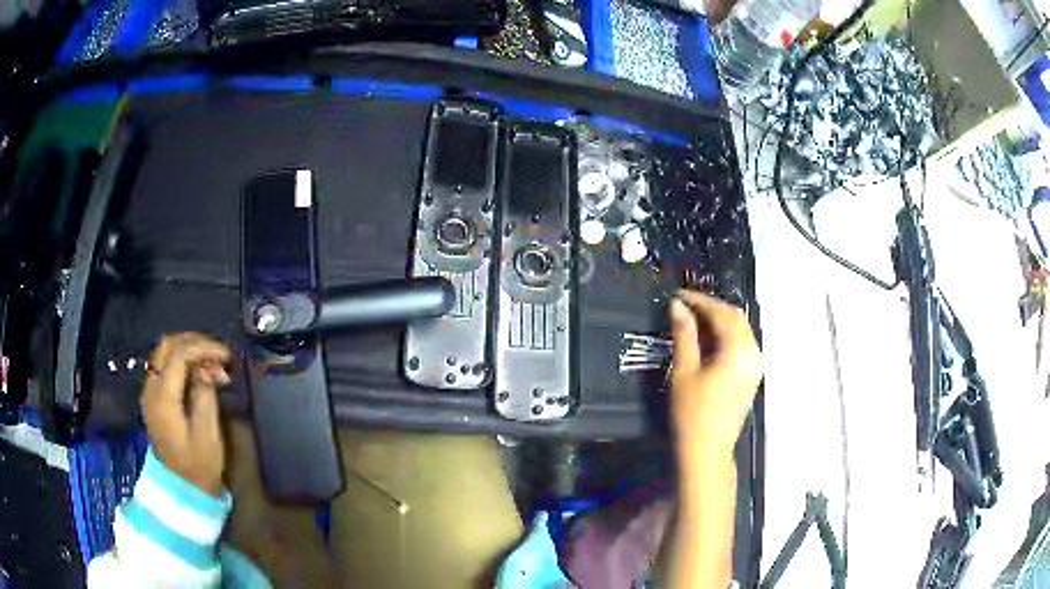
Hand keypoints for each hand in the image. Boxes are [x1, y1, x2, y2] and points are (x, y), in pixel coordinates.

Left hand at [142, 333, 231, 496]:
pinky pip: (164, 367)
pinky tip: (198, 373)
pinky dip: (181, 362)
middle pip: (166, 346)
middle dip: (193, 342)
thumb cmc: (198, 466)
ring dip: (187, 350)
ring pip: (164, 353)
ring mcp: (150, 393)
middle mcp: (151, 388)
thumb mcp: (207, 433)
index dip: (204, 348)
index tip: (227, 356)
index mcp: (163, 397)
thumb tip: (210, 367)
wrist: (182, 490)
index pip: (179, 354)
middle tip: (218, 353)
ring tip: (211, 362)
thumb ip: (206, 394)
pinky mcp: (154, 399)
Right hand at [669, 291, 761, 459]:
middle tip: (685, 306)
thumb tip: (677, 306)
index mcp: (738, 352)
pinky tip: (707, 339)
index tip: (679, 295)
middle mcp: (753, 354)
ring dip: (719, 320)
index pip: (722, 313)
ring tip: (693, 320)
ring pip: (741, 330)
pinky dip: (726, 335)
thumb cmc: (692, 414)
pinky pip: (742, 344)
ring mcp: (756, 365)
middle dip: (711, 307)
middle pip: (736, 318)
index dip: (700, 300)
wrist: (708, 452)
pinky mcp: (752, 375)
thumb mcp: (683, 372)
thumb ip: (683, 335)